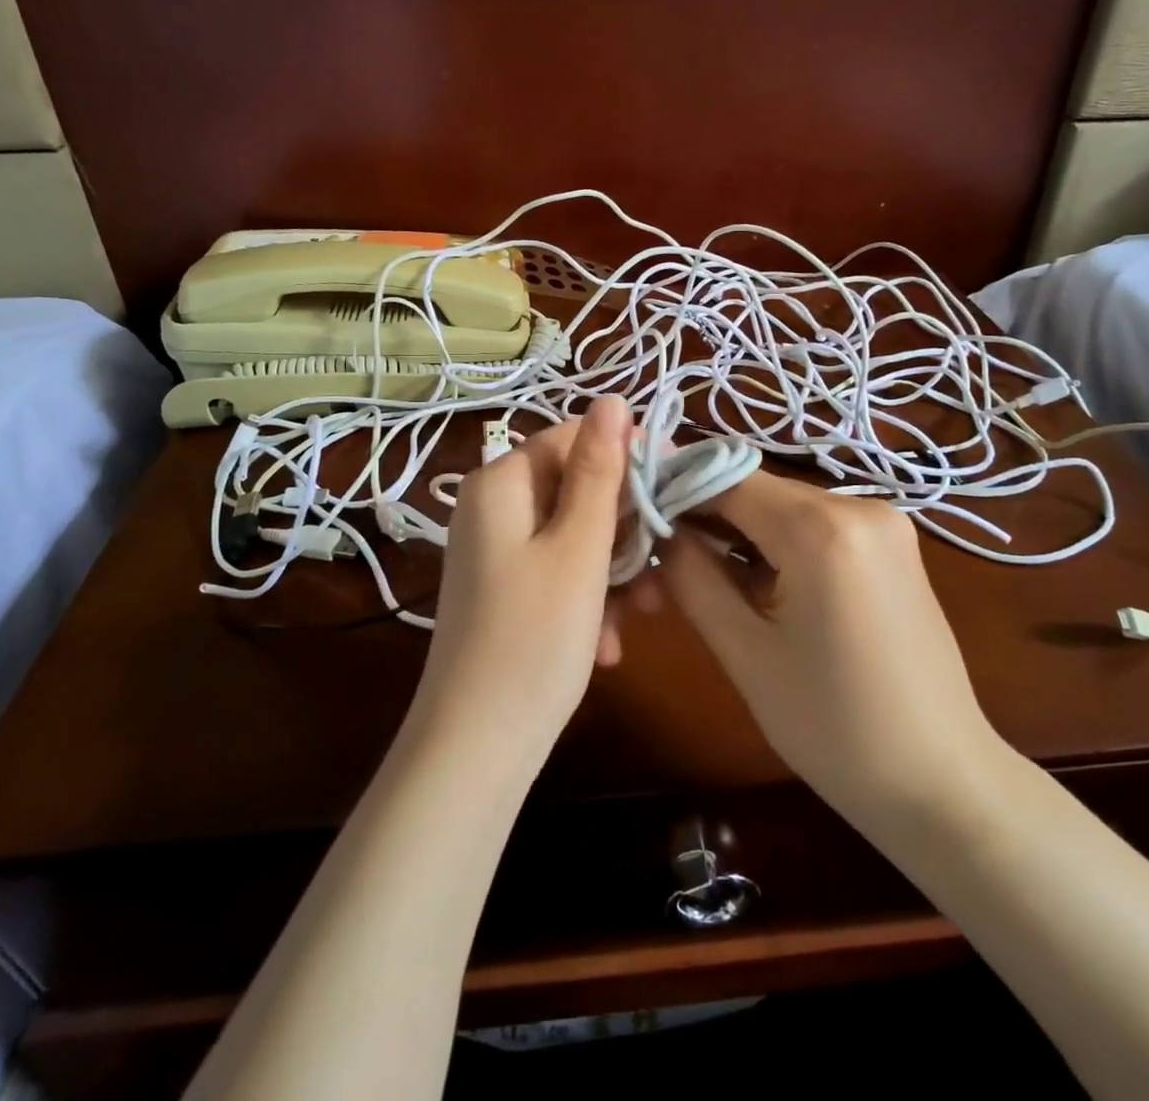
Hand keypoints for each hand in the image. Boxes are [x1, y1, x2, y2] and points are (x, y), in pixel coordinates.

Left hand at [410, 396, 631, 762]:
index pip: (572, 439)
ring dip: (612, 572)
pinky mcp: (502, 593)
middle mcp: (490, 510)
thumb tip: (611, 400)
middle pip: (573, 491)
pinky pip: (555, 575)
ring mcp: (494, 554)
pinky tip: (607, 647)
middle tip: (661, 569)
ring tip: (641, 616)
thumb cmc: (535, 638)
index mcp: (500, 484)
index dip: (625, 459)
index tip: (672, 490)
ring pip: (572, 538)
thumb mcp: (578, 548)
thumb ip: (598, 470)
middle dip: (622, 529)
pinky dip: (587, 601)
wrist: (476, 749)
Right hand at [656, 471, 1008, 824]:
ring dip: (739, 533)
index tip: (635, 521)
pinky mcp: (893, 544)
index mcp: (823, 528)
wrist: (944, 784)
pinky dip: (778, 545)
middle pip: (755, 490)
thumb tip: (660, 530)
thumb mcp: (745, 652)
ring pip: (783, 507)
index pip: (725, 479)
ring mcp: (884, 522)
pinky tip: (759, 587)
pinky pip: (815, 525)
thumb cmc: (835, 729)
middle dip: (705, 518)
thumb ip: (693, 576)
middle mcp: (860, 505)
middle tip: (663, 565)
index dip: (674, 492)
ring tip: (705, 581)